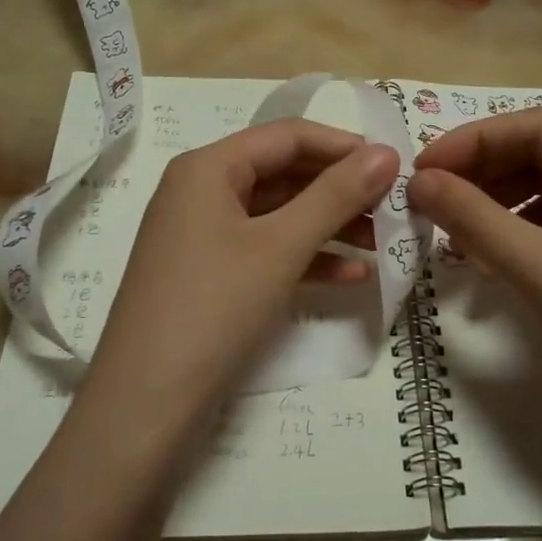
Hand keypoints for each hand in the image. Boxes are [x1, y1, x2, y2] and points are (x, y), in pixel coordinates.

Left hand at [83, 119, 399, 432]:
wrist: (145, 404)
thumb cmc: (213, 307)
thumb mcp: (280, 247)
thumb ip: (335, 196)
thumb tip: (386, 152)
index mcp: (208, 168)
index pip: (288, 136)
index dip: (344, 146)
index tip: (396, 167)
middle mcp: (201, 191)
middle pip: (284, 174)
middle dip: (341, 190)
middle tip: (395, 208)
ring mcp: (203, 236)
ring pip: (279, 216)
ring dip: (330, 226)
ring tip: (384, 243)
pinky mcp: (210, 275)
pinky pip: (266, 251)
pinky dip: (307, 259)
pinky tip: (353, 277)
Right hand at [408, 109, 541, 436]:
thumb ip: (475, 219)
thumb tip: (418, 181)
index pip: (537, 128)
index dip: (472, 141)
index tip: (421, 169)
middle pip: (540, 157)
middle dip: (481, 175)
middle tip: (428, 201)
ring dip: (494, 207)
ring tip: (451, 234)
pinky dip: (515, 235)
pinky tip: (486, 261)